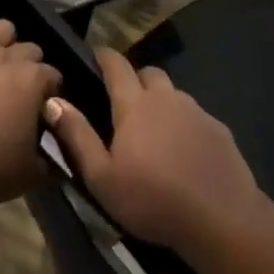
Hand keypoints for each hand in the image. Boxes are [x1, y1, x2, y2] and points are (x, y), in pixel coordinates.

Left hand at [0, 9, 61, 211]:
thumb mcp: (34, 171)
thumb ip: (54, 152)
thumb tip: (60, 141)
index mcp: (33, 81)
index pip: (53, 75)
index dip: (51, 91)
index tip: (44, 106)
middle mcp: (8, 59)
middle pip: (29, 49)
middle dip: (31, 64)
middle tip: (22, 87)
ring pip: (0, 29)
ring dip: (6, 40)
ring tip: (2, 56)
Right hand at [43, 47, 264, 255]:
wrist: (220, 218)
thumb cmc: (151, 199)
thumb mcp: (102, 177)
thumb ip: (77, 136)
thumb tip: (53, 100)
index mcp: (135, 104)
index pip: (116, 65)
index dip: (104, 56)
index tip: (95, 56)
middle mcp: (167, 97)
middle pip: (149, 73)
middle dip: (135, 78)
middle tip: (123, 102)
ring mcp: (197, 111)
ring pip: (174, 94)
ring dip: (161, 102)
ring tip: (154, 131)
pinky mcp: (219, 129)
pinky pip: (196, 116)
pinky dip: (184, 124)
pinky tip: (183, 151)